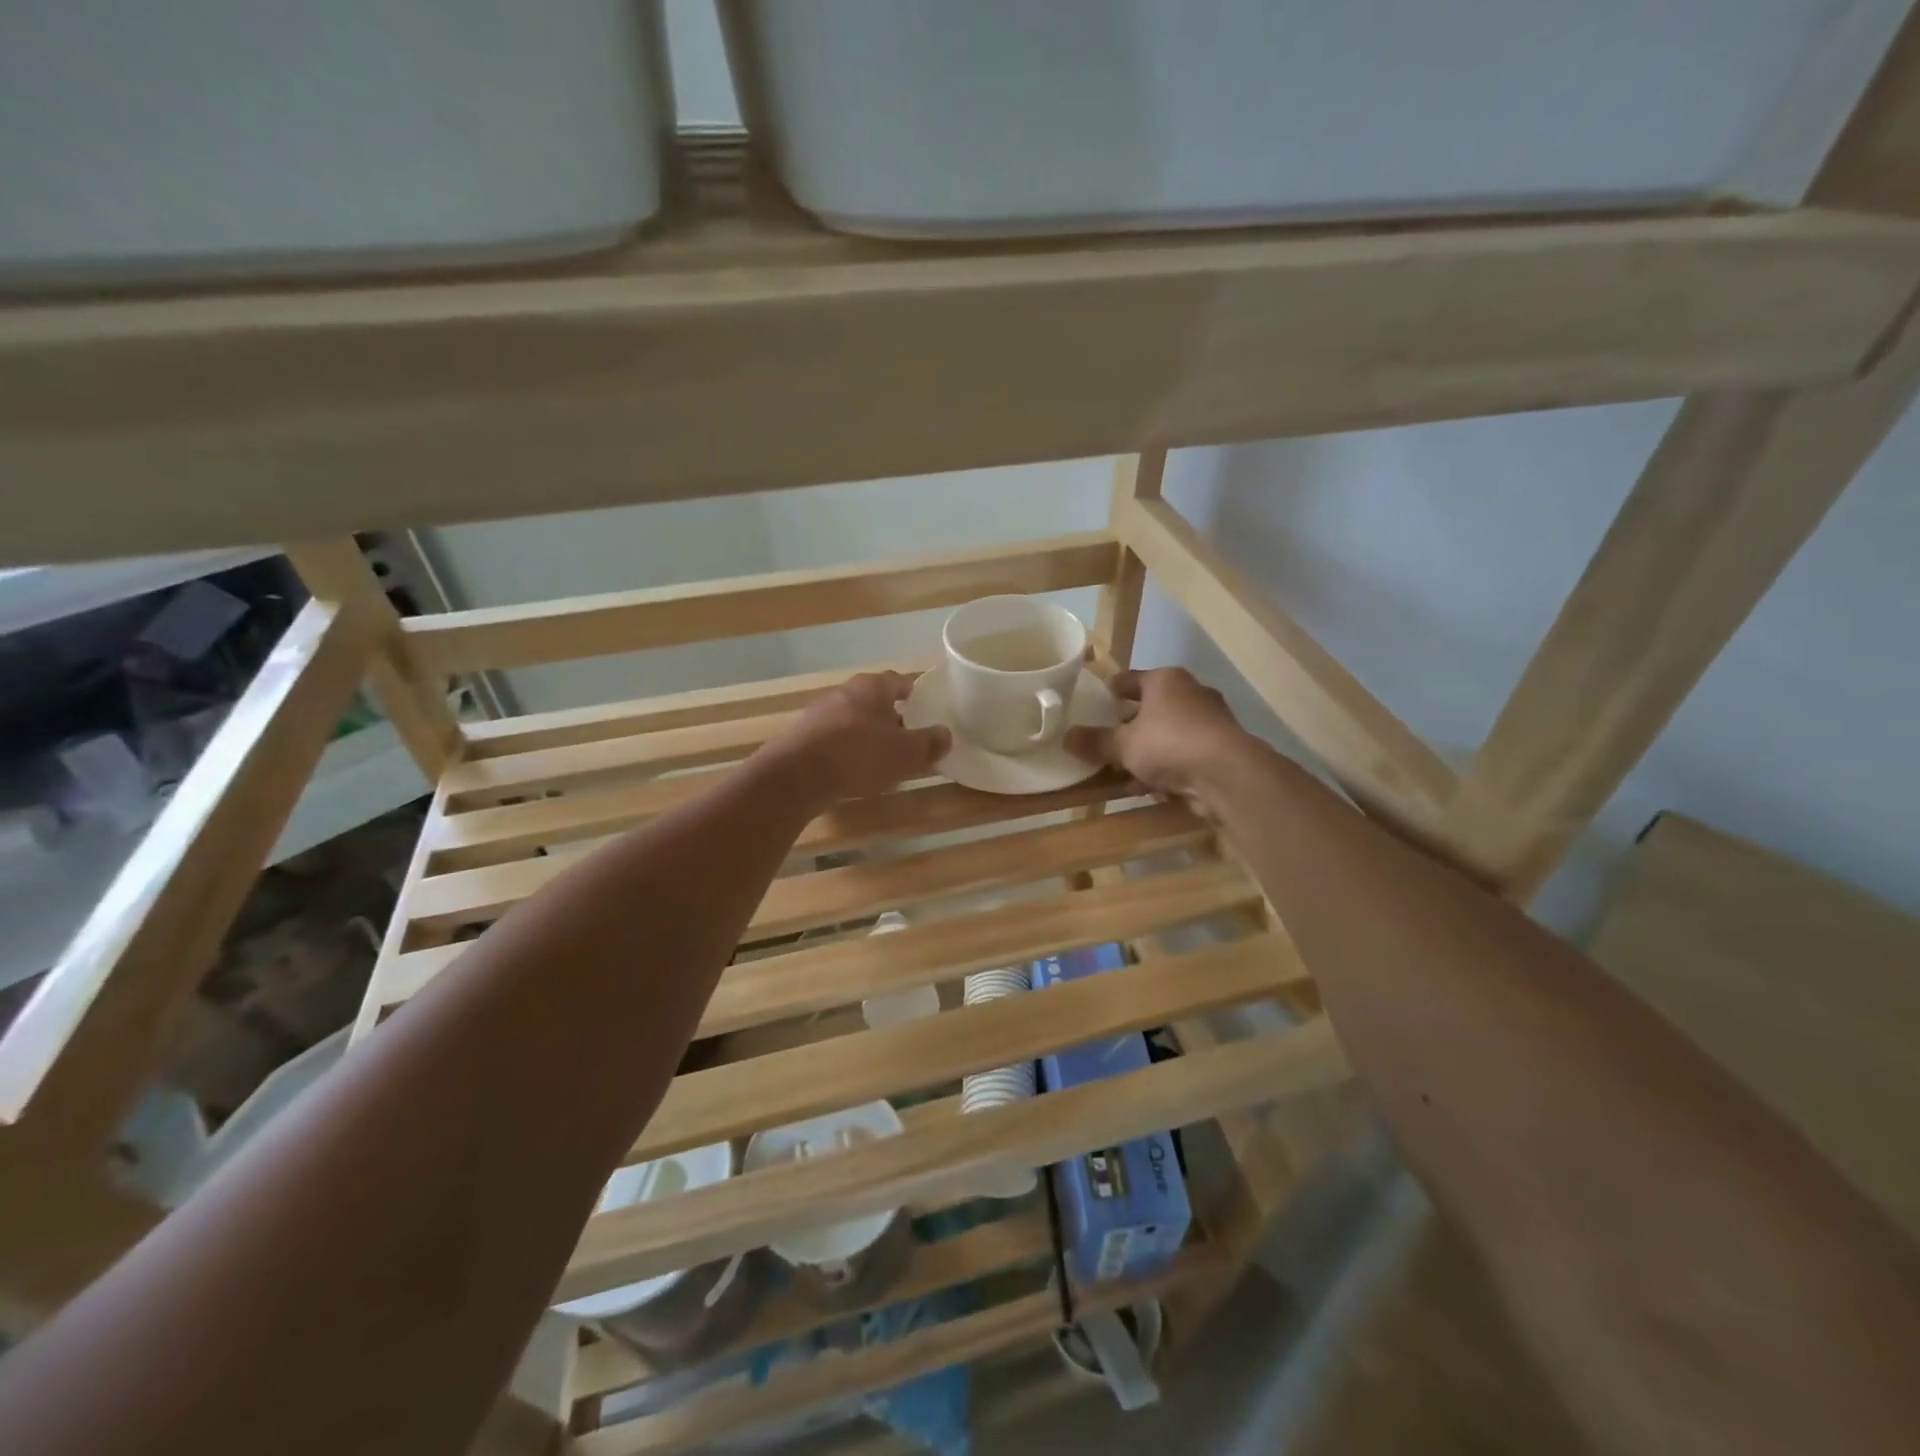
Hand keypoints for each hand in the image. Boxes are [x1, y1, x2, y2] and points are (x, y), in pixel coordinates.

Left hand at [767, 671, 950, 802]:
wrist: (797, 774)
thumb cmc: (859, 754)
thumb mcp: (906, 753)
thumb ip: (929, 743)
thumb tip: (946, 735)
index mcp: (873, 687)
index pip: (898, 680)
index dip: (913, 692)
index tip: (924, 707)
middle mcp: (845, 692)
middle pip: (874, 699)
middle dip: (891, 715)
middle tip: (908, 736)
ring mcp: (820, 713)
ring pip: (853, 719)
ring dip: (868, 734)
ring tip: (883, 757)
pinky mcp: (804, 736)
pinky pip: (834, 738)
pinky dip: (847, 749)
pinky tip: (853, 770)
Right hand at [1065, 667, 1252, 815]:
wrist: (1226, 774)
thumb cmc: (1169, 744)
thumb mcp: (1122, 745)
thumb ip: (1095, 741)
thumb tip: (1066, 737)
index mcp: (1166, 680)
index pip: (1132, 678)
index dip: (1113, 689)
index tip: (1099, 698)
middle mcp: (1191, 693)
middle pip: (1152, 706)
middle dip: (1130, 724)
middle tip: (1108, 737)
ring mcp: (1210, 722)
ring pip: (1168, 733)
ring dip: (1147, 750)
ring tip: (1122, 769)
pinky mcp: (1220, 750)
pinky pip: (1182, 755)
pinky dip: (1165, 768)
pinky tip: (1147, 787)